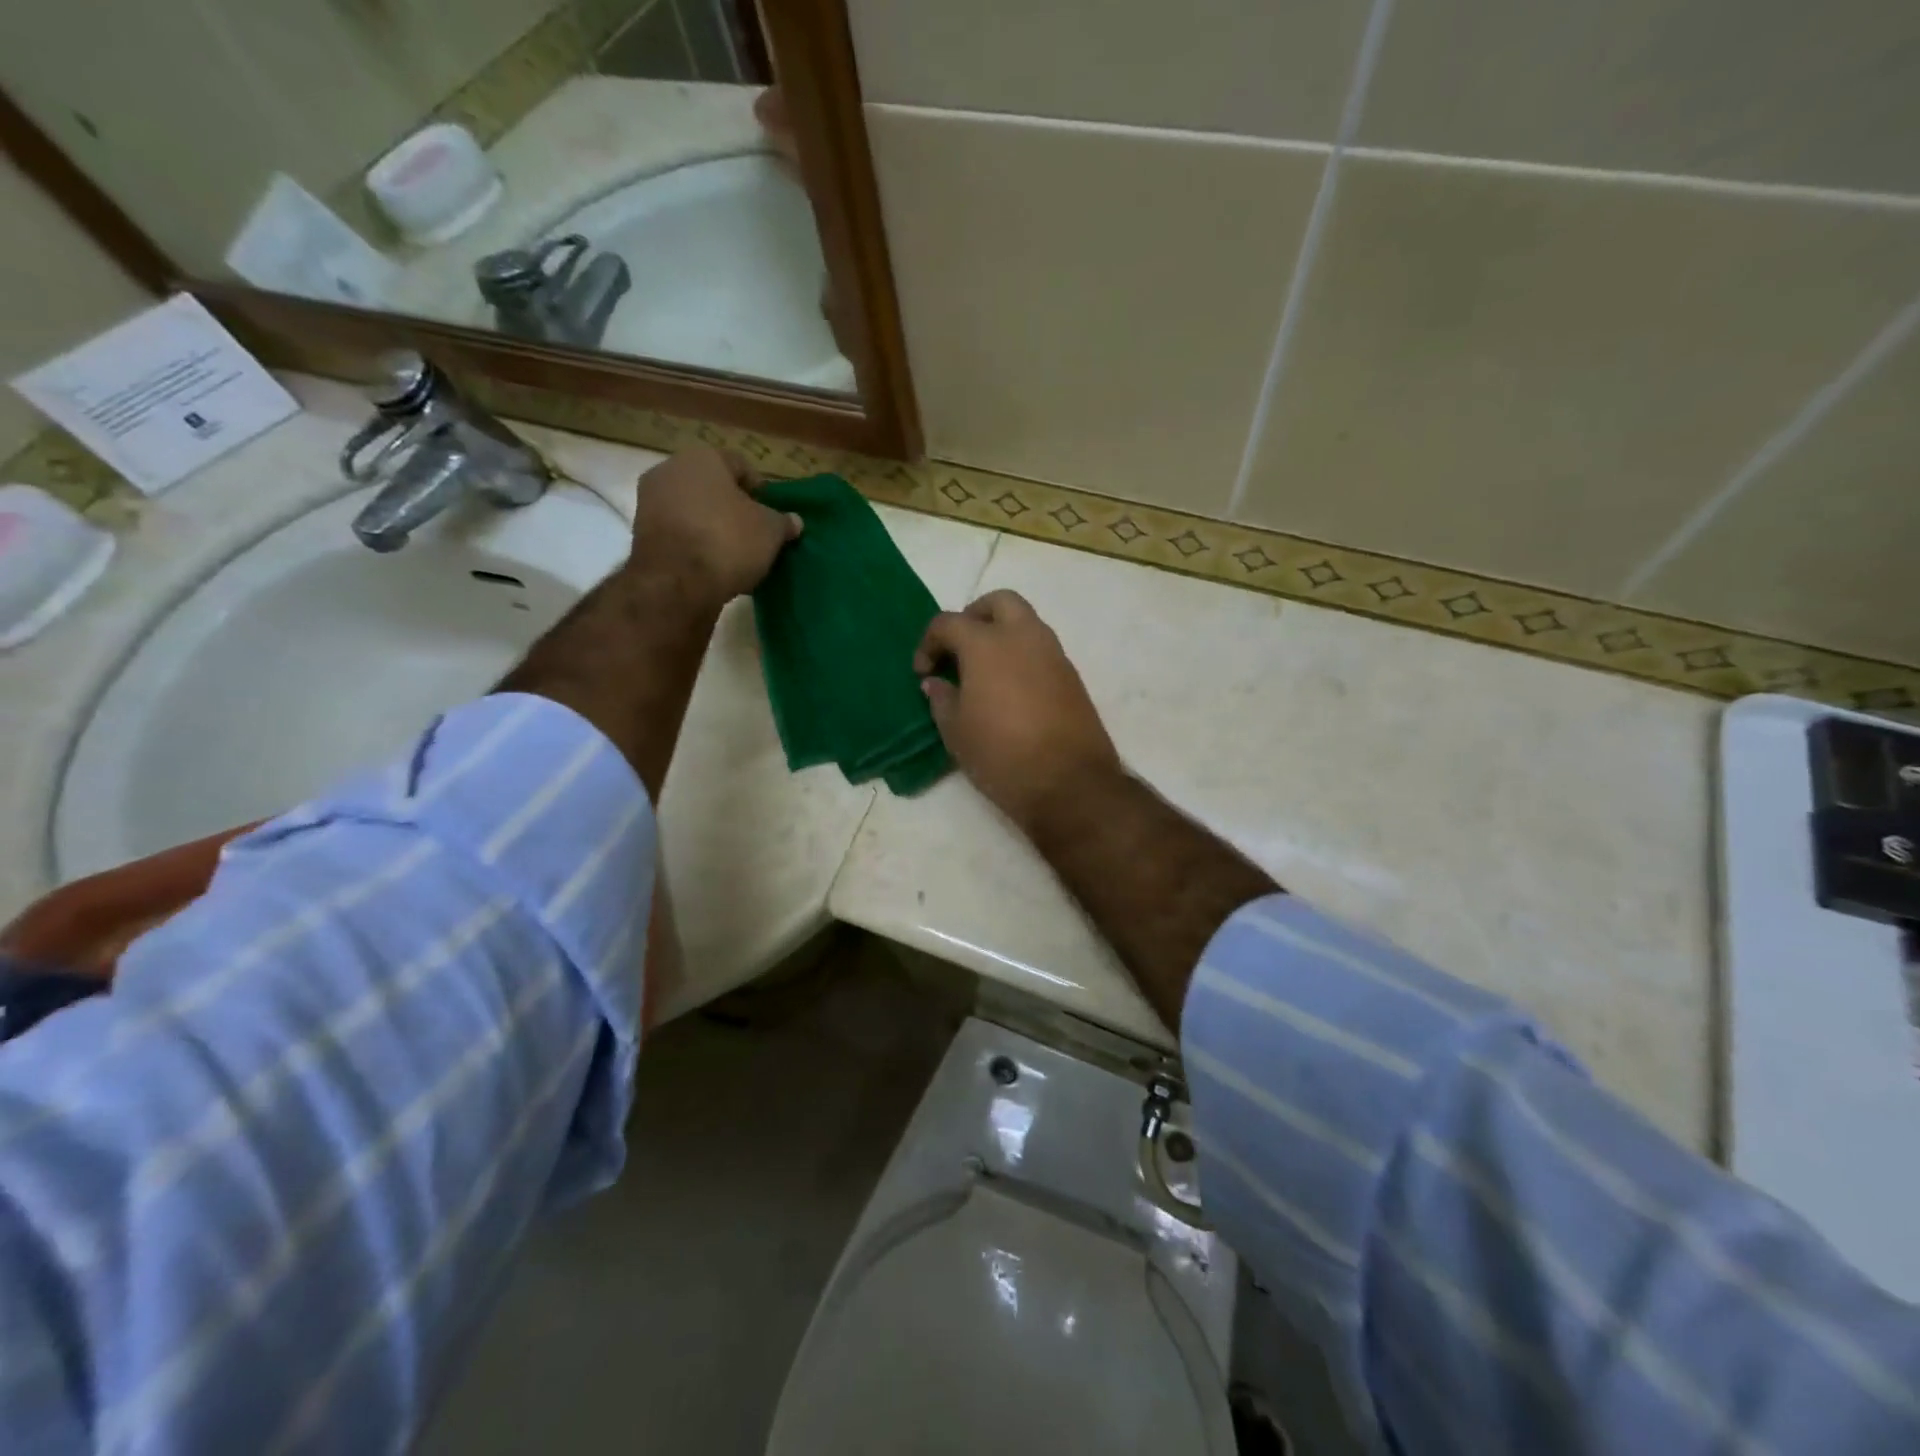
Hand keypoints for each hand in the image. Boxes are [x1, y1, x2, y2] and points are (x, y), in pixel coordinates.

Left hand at [627, 447, 800, 603]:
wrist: (677, 582)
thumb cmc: (728, 541)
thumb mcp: (770, 531)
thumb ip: (783, 522)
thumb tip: (794, 521)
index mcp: (703, 458)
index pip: (740, 466)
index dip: (761, 490)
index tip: (772, 515)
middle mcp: (670, 470)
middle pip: (712, 487)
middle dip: (733, 507)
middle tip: (754, 533)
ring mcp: (650, 501)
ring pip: (693, 509)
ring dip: (712, 525)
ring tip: (734, 552)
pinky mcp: (641, 533)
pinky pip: (678, 531)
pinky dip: (694, 542)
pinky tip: (711, 563)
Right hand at [914, 590, 1120, 831]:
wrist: (1069, 783)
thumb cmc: (1001, 755)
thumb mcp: (956, 732)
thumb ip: (942, 699)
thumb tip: (936, 682)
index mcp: (987, 644)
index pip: (949, 622)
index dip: (929, 643)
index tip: (923, 672)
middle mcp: (1024, 637)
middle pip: (998, 602)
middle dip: (974, 616)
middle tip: (959, 649)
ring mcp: (1053, 654)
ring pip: (1025, 623)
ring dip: (1002, 635)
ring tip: (984, 673)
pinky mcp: (1072, 676)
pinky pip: (1042, 649)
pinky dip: (1022, 656)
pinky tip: (1011, 690)